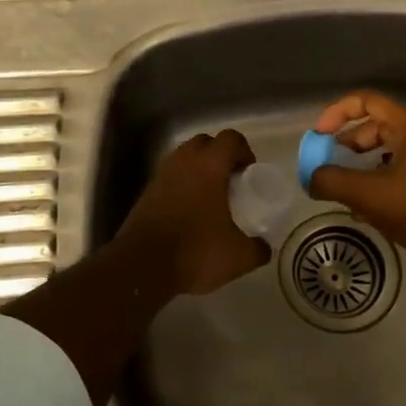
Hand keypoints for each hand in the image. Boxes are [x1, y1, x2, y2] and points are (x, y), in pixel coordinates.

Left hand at [117, 129, 271, 295]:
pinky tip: (190, 212)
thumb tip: (263, 247)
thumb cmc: (195, 252)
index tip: (249, 172)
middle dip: (220, 155)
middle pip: (204, 142)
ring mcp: (160, 176)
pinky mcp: (145, 193)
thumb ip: (257, 248)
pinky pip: (169, 178)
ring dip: (199, 169)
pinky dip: (182, 185)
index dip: (244, 151)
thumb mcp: (238, 257)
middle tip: (231, 181)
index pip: (230, 139)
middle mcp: (183, 162)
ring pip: (183, 158)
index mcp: (209, 166)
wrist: (142, 267)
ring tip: (211, 196)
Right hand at [307, 91, 405, 272]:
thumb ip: (334, 182)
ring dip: (360, 167)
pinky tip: (365, 210)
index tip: (319, 136)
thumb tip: (312, 178)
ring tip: (343, 190)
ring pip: (384, 152)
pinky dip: (377, 182)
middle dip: (346, 145)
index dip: (337, 113)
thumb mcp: (370, 195)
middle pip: (374, 127)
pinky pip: (396, 171)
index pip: (366, 101)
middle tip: (327, 166)